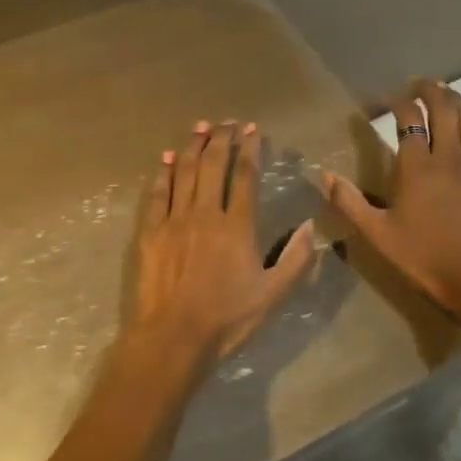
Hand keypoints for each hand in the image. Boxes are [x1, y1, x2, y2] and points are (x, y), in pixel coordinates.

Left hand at [122, 120, 315, 380]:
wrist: (173, 338)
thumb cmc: (226, 319)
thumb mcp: (273, 295)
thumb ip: (296, 260)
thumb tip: (310, 227)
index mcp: (237, 226)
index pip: (244, 176)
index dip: (249, 149)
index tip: (252, 129)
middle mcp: (205, 214)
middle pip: (212, 166)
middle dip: (221, 139)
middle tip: (227, 122)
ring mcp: (174, 220)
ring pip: (183, 172)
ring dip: (192, 146)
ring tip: (200, 127)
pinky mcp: (150, 232)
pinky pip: (156, 194)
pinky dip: (161, 172)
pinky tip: (165, 157)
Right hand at [323, 80, 460, 319]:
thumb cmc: (424, 256)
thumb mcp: (378, 234)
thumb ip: (350, 202)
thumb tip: (322, 176)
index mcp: (417, 166)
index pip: (408, 118)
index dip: (397, 101)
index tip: (386, 98)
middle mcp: (448, 156)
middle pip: (442, 108)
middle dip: (429, 90)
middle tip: (417, 84)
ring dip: (454, 99)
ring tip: (443, 91)